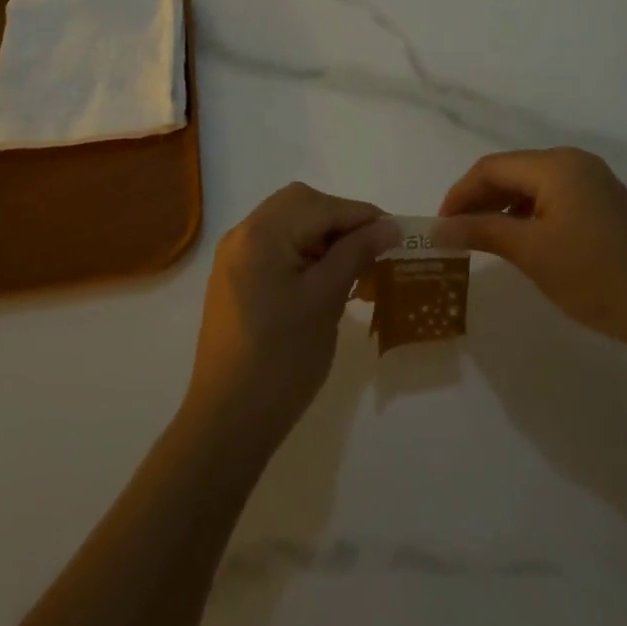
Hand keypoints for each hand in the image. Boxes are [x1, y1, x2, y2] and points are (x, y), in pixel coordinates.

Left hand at [183, 183, 399, 448]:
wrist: (229, 421)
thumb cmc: (282, 359)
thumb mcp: (326, 300)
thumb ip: (355, 254)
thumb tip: (388, 226)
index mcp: (261, 233)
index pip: (320, 206)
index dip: (362, 215)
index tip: (397, 233)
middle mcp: (242, 233)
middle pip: (299, 204)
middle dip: (339, 219)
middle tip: (372, 247)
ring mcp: (234, 256)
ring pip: (286, 223)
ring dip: (321, 234)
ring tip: (353, 264)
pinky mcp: (233, 279)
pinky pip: (273, 246)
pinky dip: (302, 250)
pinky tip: (323, 277)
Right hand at [435, 148, 626, 352]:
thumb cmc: (596, 276)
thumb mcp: (531, 252)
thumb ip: (481, 231)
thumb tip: (438, 227)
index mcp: (556, 165)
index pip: (491, 168)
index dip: (460, 194)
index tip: (440, 225)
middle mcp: (575, 163)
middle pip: (511, 172)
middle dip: (480, 200)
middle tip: (456, 234)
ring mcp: (595, 182)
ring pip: (532, 186)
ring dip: (503, 209)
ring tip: (483, 240)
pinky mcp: (606, 205)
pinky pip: (554, 199)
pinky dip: (529, 216)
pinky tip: (521, 242)